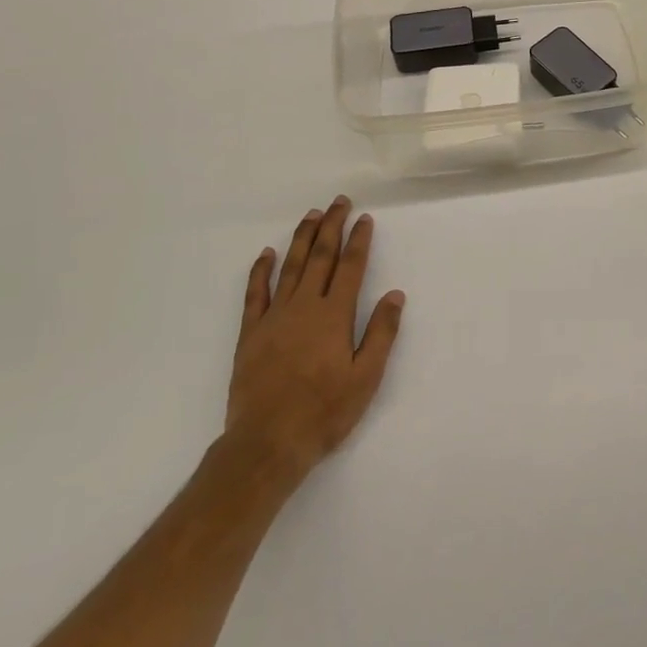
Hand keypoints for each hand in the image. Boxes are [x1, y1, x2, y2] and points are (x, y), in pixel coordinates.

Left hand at [219, 196, 405, 488]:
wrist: (267, 443)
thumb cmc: (323, 412)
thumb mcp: (365, 378)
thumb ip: (381, 333)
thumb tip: (395, 294)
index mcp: (334, 315)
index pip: (350, 267)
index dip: (359, 240)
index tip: (364, 218)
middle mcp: (304, 306)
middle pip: (320, 257)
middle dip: (331, 227)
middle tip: (338, 202)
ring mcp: (274, 317)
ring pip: (290, 267)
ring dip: (302, 238)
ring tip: (311, 215)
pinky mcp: (251, 333)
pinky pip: (255, 293)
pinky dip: (260, 271)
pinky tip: (266, 254)